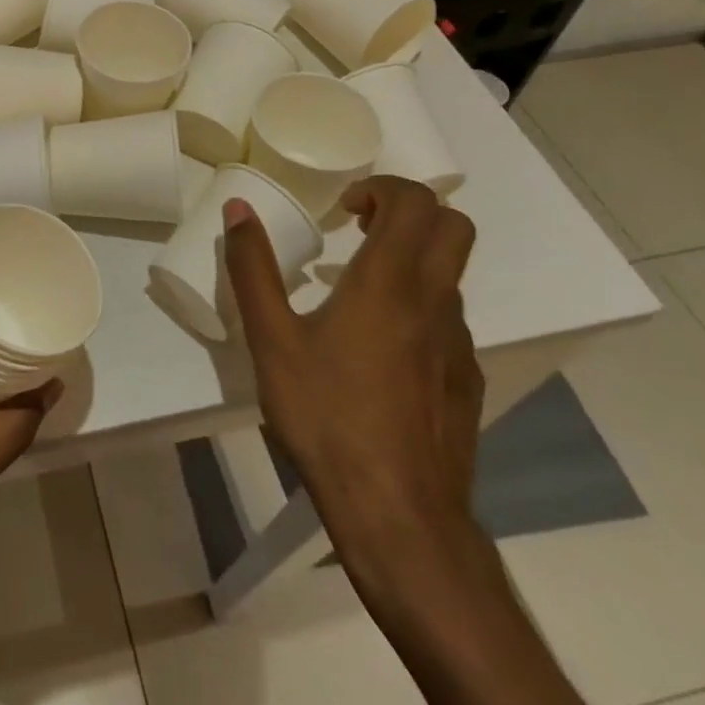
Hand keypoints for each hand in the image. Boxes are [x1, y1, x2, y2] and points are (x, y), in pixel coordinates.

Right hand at [224, 175, 482, 560]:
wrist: (399, 516)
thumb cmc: (328, 416)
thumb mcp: (272, 339)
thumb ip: (253, 268)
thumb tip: (238, 209)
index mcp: (390, 282)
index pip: (417, 202)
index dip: (383, 188)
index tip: (344, 208)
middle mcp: (435, 302)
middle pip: (454, 227)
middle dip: (409, 212)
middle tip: (361, 229)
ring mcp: (458, 344)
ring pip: (450, 276)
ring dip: (410, 261)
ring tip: (354, 292)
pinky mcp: (466, 381)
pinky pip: (446, 322)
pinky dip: (417, 308)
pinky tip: (375, 350)